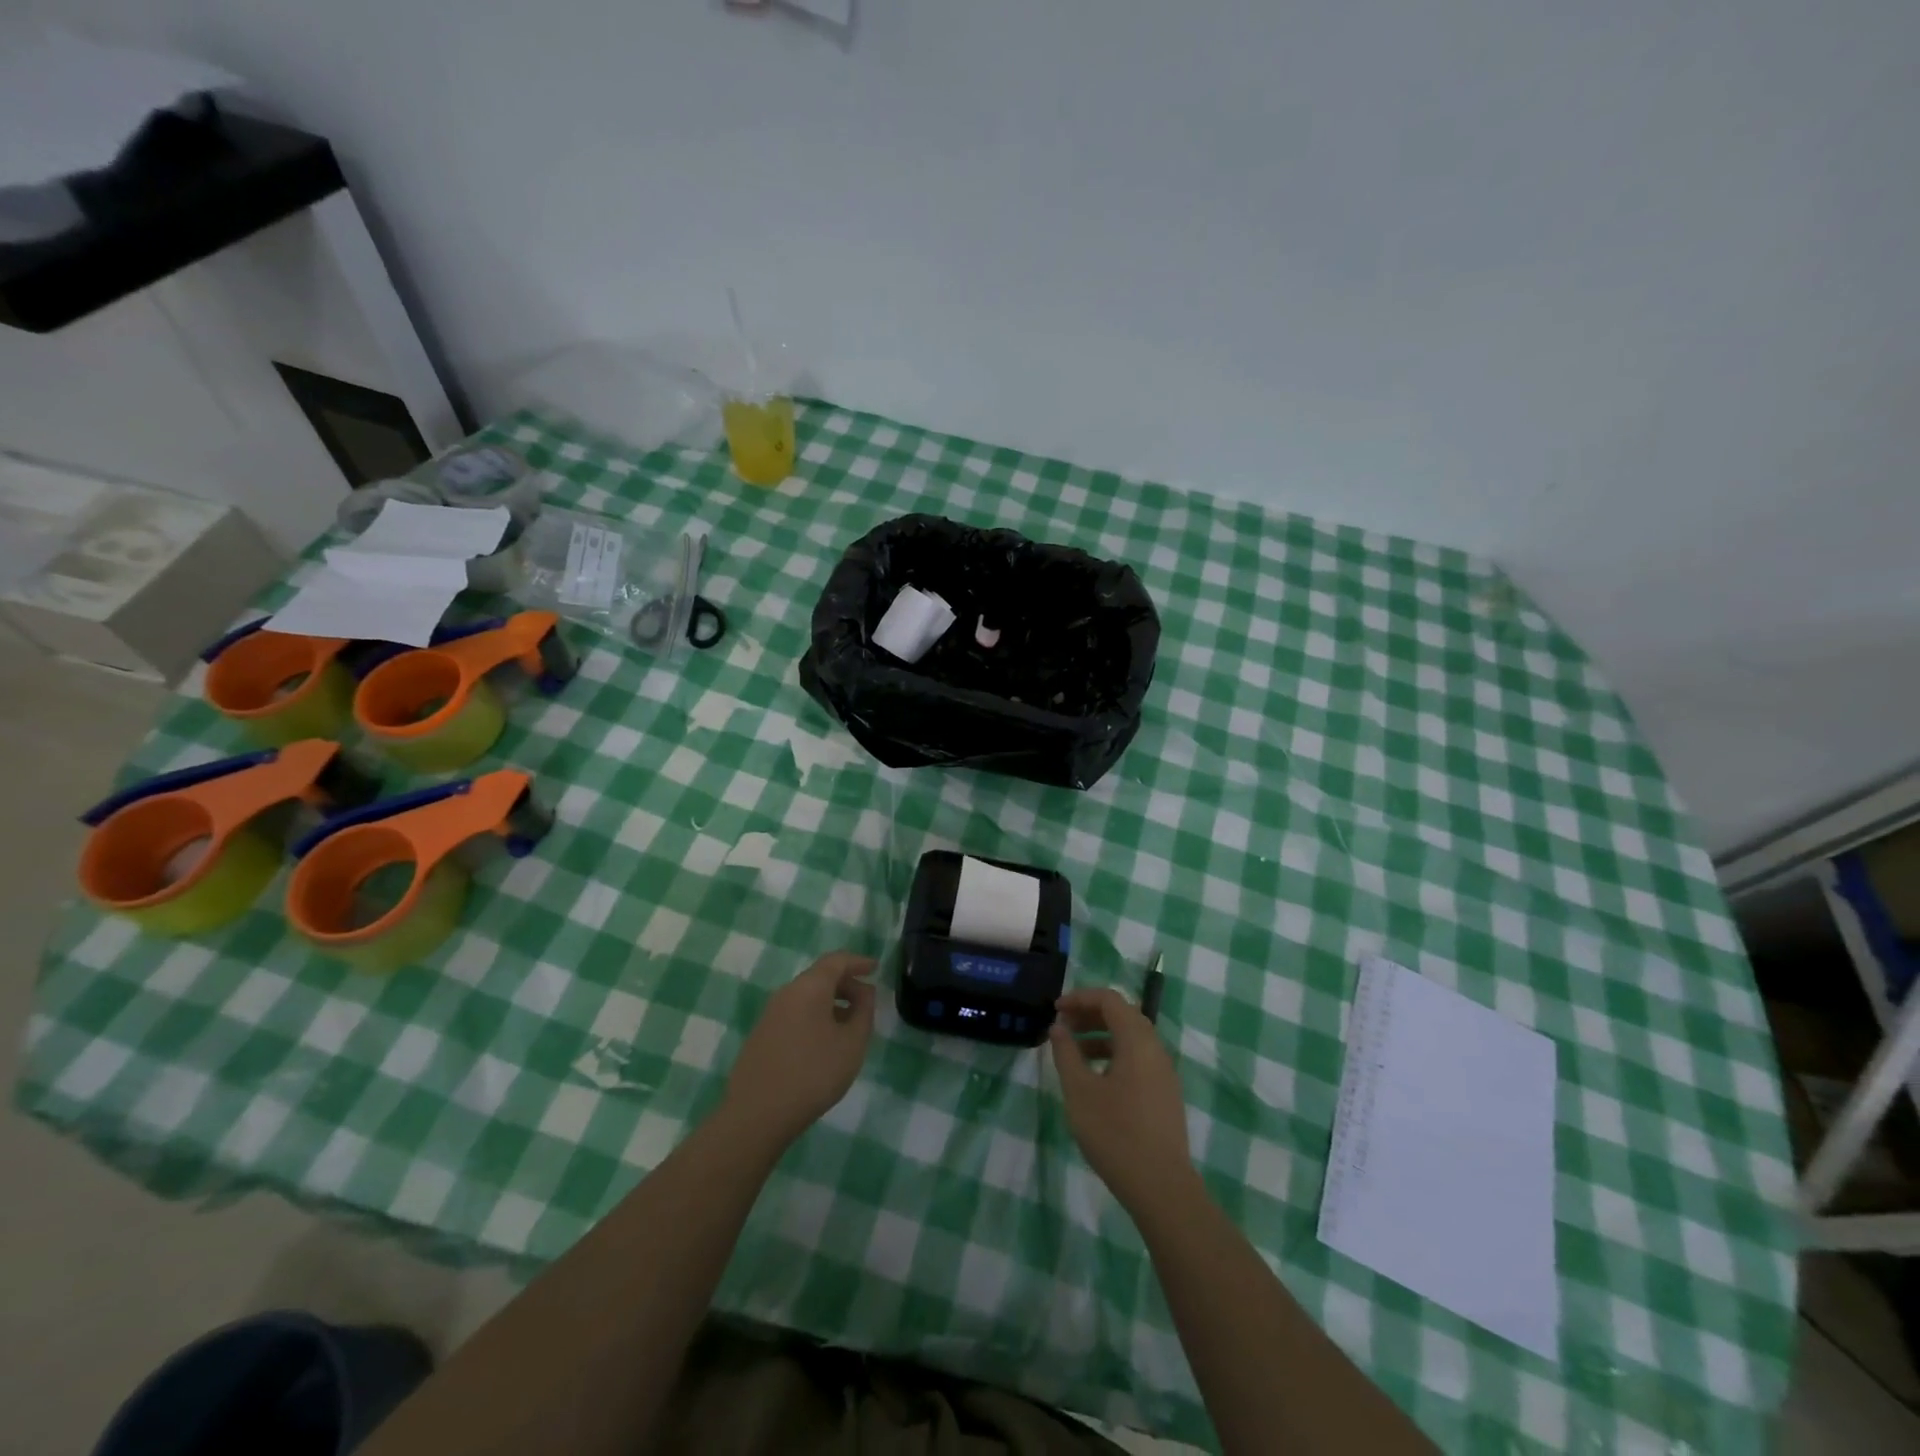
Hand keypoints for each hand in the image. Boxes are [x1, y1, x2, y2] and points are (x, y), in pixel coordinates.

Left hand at [722, 952, 876, 1147]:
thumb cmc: (813, 1073)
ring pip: (806, 997)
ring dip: (831, 1003)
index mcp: (809, 987)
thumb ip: (864, 1012)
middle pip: (820, 977)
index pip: (836, 961)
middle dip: (846, 984)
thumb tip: (864, 992)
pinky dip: (815, 1016)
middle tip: (867, 1001)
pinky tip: (824, 1042)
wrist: (757, 1114)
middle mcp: (787, 993)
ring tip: (849, 1024)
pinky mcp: (761, 1035)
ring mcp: (770, 1014)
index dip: (858, 962)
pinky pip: (795, 1013)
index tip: (875, 968)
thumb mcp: (852, 1043)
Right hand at [1049, 987, 1194, 1213]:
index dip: (1080, 998)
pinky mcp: (1165, 1093)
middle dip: (1091, 1014)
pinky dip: (1115, 1054)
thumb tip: (1058, 1027)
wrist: (1161, 1187)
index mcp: (1137, 1040)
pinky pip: (1139, 1058)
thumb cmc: (1115, 1133)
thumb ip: (1067, 1053)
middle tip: (1063, 1027)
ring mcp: (1164, 1072)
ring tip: (1074, 1052)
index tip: (1056, 1009)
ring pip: (1132, 1038)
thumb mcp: (1080, 1091)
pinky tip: (1096, 1078)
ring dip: (1102, 1035)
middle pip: (1123, 1014)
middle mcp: (1155, 1048)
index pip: (1110, 999)